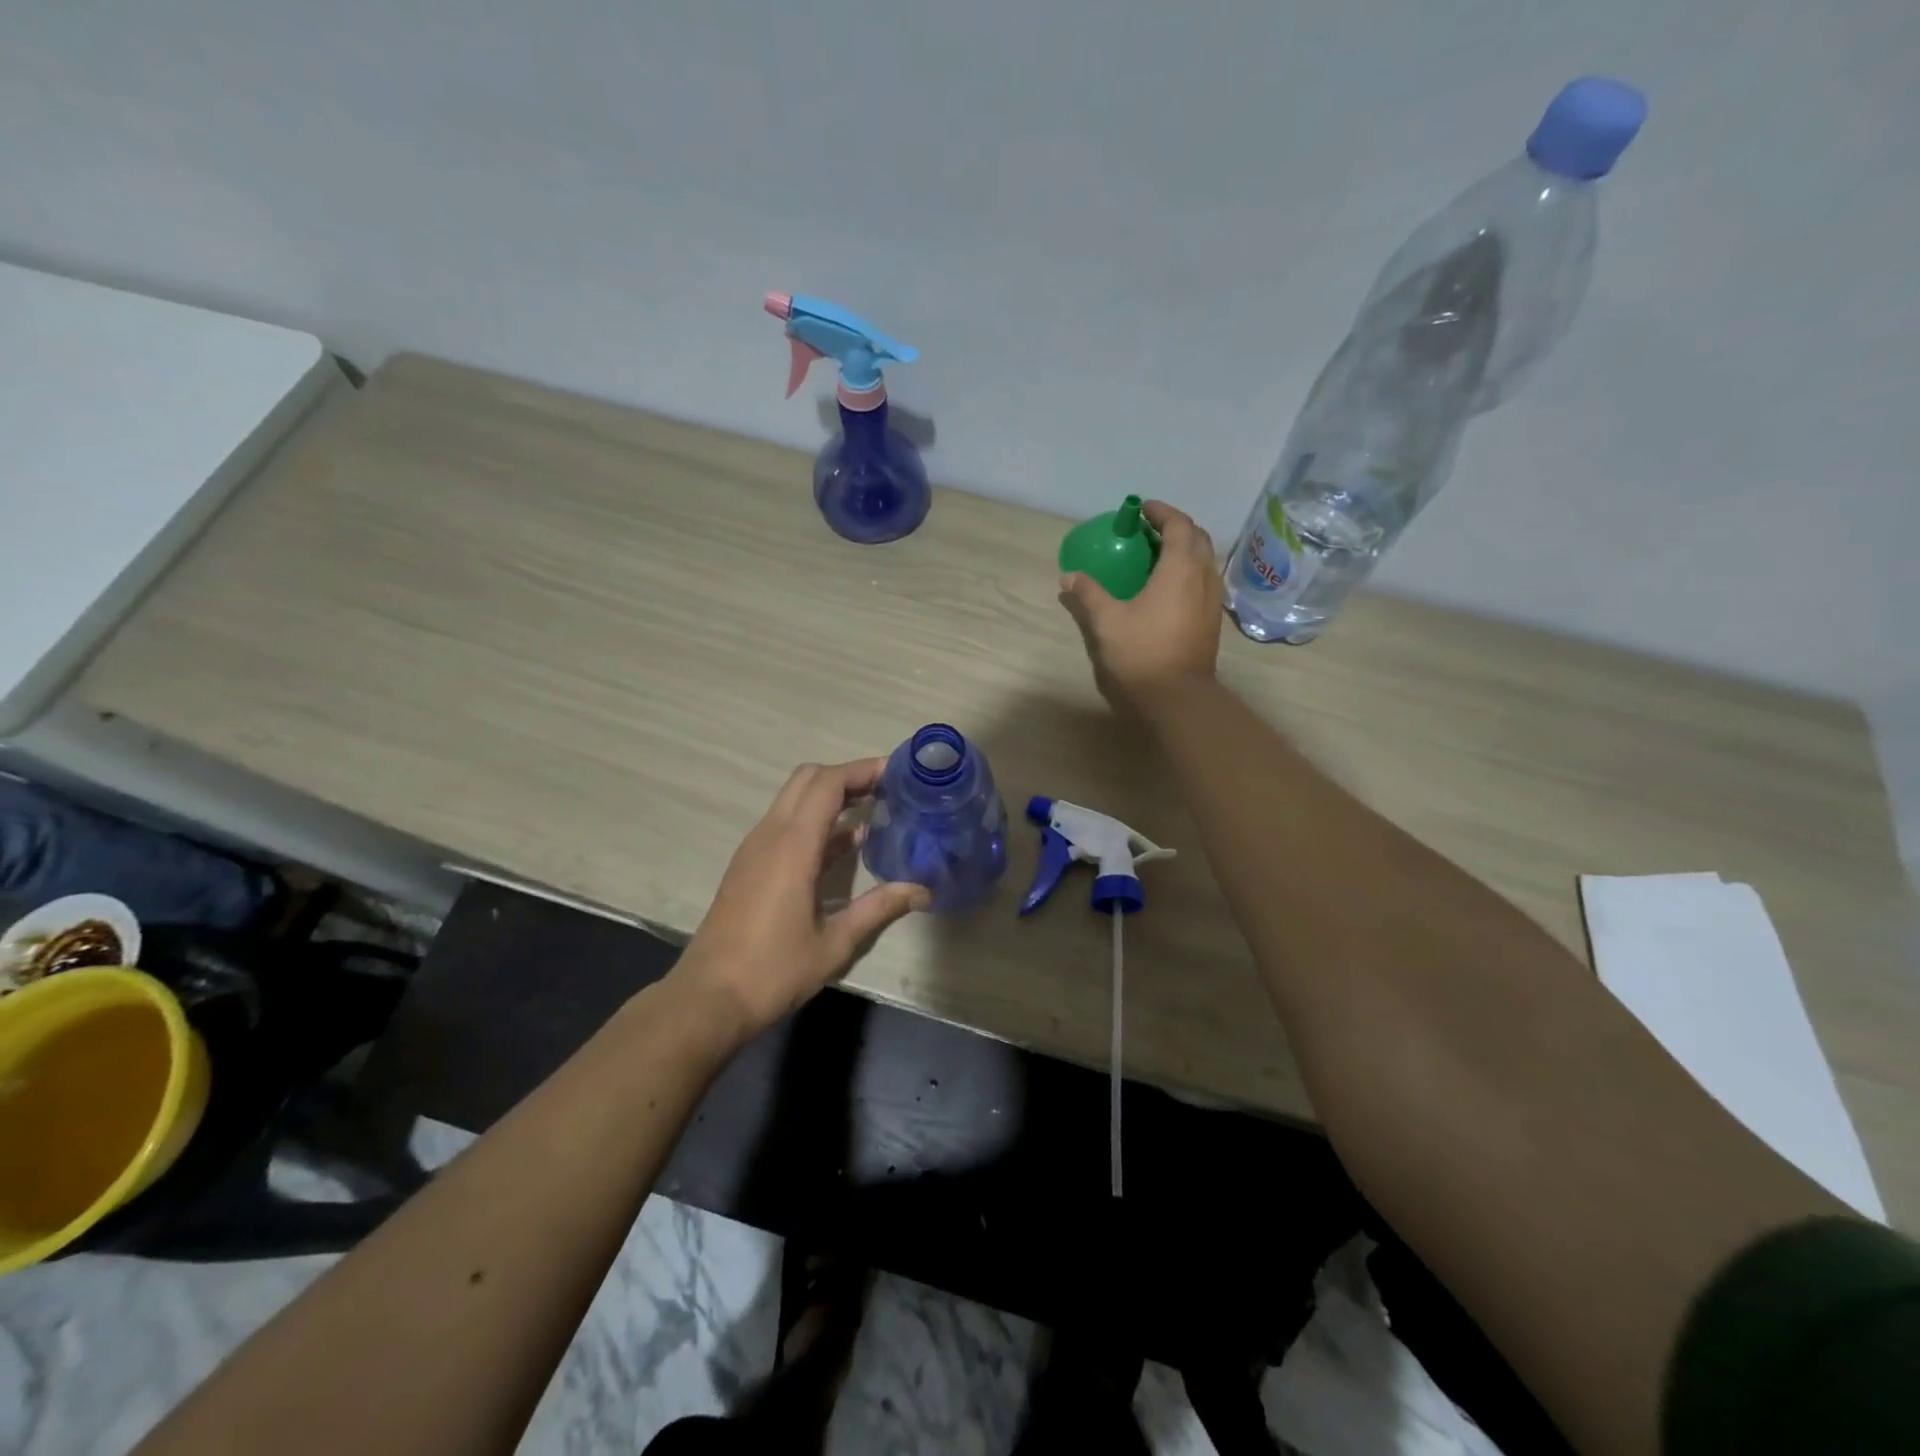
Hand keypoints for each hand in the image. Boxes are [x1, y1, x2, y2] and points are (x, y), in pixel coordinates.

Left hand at [671, 759, 930, 1038]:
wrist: (708, 999)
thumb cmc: (773, 971)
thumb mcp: (835, 944)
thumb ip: (879, 909)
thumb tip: (922, 890)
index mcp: (793, 846)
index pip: (827, 784)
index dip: (862, 770)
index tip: (896, 772)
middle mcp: (770, 835)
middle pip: (807, 780)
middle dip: (847, 776)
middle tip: (886, 789)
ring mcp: (755, 849)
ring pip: (793, 799)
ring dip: (830, 797)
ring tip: (873, 810)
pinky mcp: (749, 866)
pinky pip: (785, 825)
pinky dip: (815, 821)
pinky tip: (846, 846)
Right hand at [1059, 499, 1222, 707]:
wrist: (1177, 696)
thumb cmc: (1142, 652)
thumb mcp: (1107, 621)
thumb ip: (1089, 594)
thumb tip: (1068, 576)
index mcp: (1180, 569)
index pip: (1179, 525)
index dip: (1162, 512)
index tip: (1142, 509)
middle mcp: (1203, 577)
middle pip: (1198, 538)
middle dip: (1176, 527)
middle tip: (1149, 531)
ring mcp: (1212, 599)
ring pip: (1204, 560)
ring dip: (1185, 550)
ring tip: (1158, 556)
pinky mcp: (1212, 619)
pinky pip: (1204, 580)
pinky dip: (1189, 571)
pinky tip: (1168, 587)